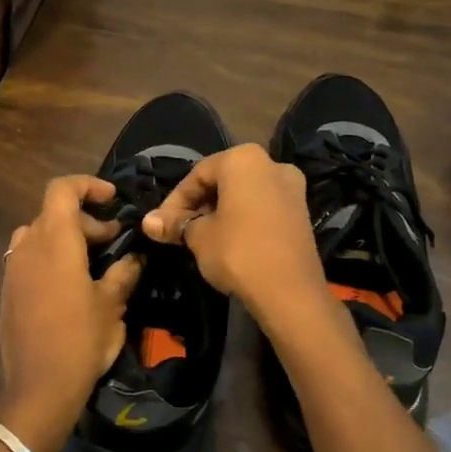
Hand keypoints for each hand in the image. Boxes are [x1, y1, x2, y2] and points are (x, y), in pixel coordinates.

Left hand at [0, 175, 142, 448]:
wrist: (40, 386)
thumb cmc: (81, 339)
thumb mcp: (112, 304)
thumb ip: (124, 272)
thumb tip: (134, 258)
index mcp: (55, 240)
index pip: (63, 189)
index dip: (88, 185)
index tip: (112, 200)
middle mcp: (28, 246)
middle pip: (53, 212)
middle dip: (85, 219)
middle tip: (112, 239)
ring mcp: (13, 268)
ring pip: (39, 234)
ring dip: (65, 237)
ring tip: (91, 261)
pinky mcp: (8, 290)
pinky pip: (29, 258)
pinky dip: (50, 257)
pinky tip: (70, 285)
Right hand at [140, 144, 330, 332]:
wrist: (290, 292)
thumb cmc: (238, 252)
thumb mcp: (198, 237)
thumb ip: (175, 224)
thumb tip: (148, 222)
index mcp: (243, 159)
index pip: (197, 175)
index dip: (175, 201)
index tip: (161, 225)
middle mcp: (271, 163)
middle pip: (223, 180)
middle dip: (198, 204)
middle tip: (179, 230)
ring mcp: (292, 187)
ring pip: (244, 194)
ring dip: (220, 212)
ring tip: (200, 238)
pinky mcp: (302, 212)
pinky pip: (263, 207)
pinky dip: (243, 218)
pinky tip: (228, 241)